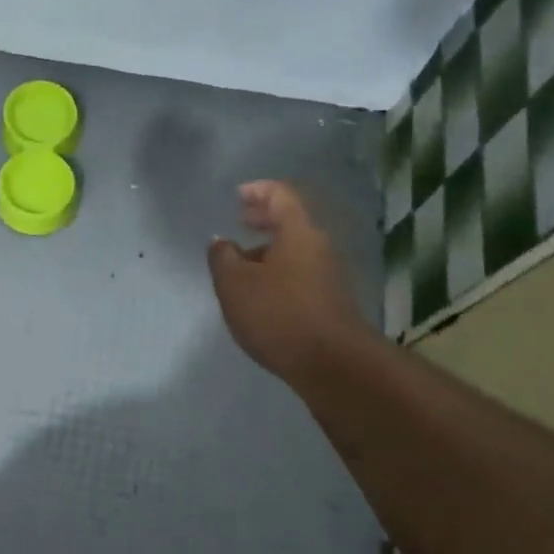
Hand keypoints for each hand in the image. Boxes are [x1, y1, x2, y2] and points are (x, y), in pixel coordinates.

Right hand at [208, 180, 365, 383]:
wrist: (332, 362)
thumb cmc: (278, 314)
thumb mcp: (235, 285)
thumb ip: (222, 258)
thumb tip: (221, 242)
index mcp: (298, 232)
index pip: (280, 195)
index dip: (258, 190)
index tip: (238, 195)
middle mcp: (318, 246)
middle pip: (291, 221)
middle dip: (264, 218)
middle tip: (240, 220)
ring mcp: (328, 274)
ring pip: (295, 249)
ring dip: (269, 249)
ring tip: (242, 262)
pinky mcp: (329, 300)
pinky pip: (300, 272)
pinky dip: (278, 270)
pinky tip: (260, 291)